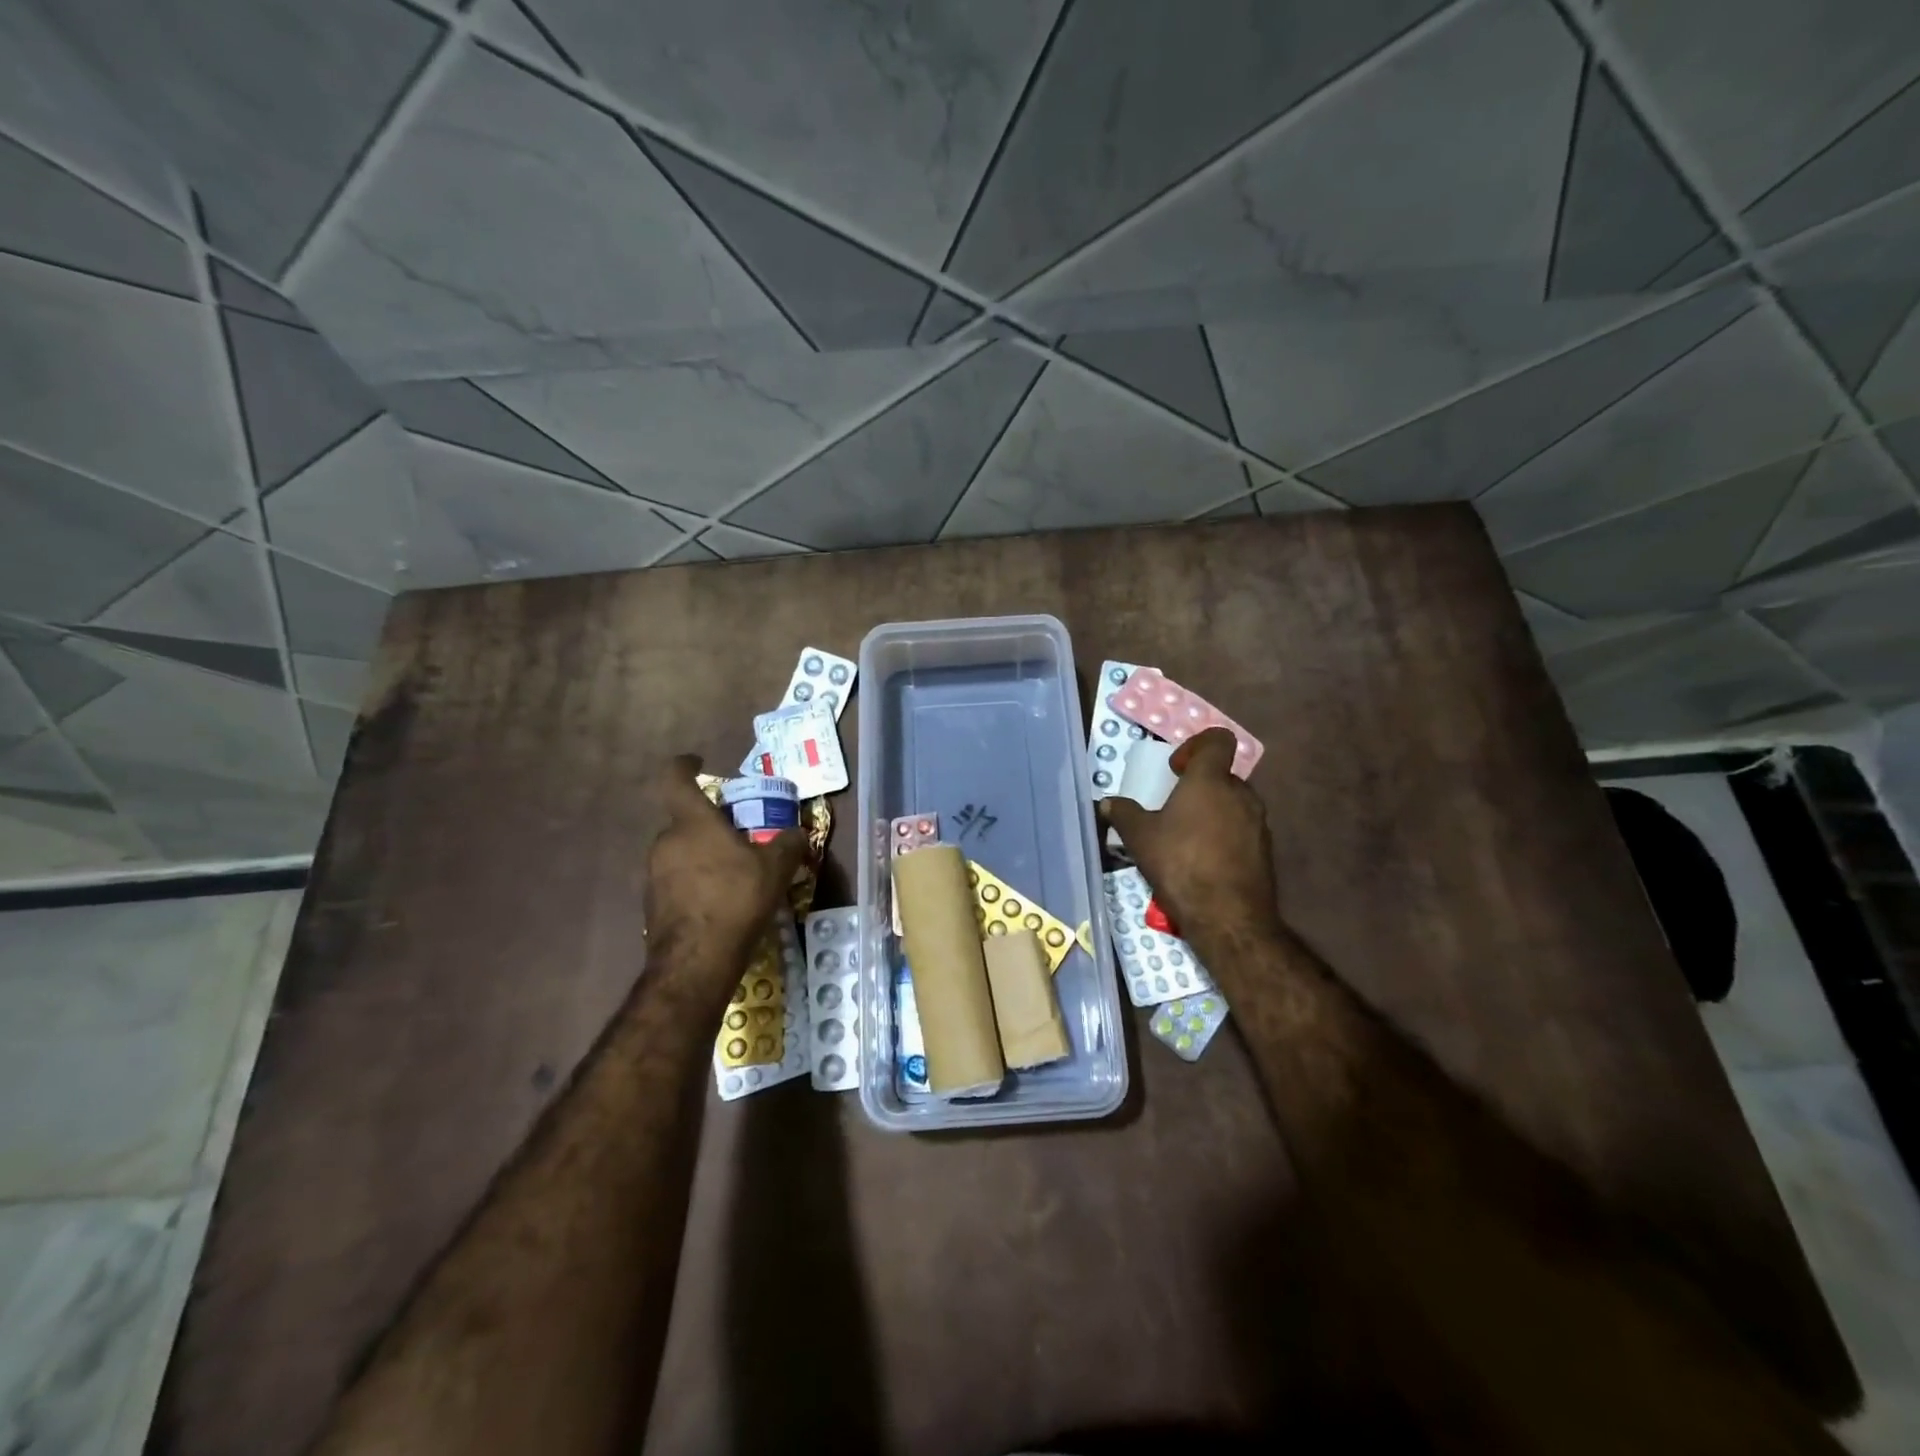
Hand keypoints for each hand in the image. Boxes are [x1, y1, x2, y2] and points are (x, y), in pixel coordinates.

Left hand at [644, 755, 803, 975]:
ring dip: (704, 854)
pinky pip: (677, 878)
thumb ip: (788, 843)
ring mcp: (654, 873)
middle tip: (740, 834)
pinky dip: (697, 880)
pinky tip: (721, 901)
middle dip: (711, 822)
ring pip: (682, 850)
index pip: (676, 779)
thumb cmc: (736, 899)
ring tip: (736, 872)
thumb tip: (799, 833)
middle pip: (686, 819)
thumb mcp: (775, 868)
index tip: (699, 763)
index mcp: (692, 823)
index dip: (685, 765)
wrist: (696, 960)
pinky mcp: (652, 902)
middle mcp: (666, 841)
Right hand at [1102, 728, 1282, 947]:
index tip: (1176, 769)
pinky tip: (1204, 862)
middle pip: (1222, 775)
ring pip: (1233, 804)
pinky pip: (1242, 831)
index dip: (1197, 745)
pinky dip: (1224, 837)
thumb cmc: (1180, 863)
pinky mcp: (1265, 850)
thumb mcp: (1140, 838)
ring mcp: (1258, 823)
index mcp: (1210, 780)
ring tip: (1186, 839)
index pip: (1218, 740)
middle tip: (1174, 808)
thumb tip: (1107, 803)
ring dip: (1212, 812)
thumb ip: (1123, 814)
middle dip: (1199, 786)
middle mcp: (1240, 794)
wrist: (1228, 916)